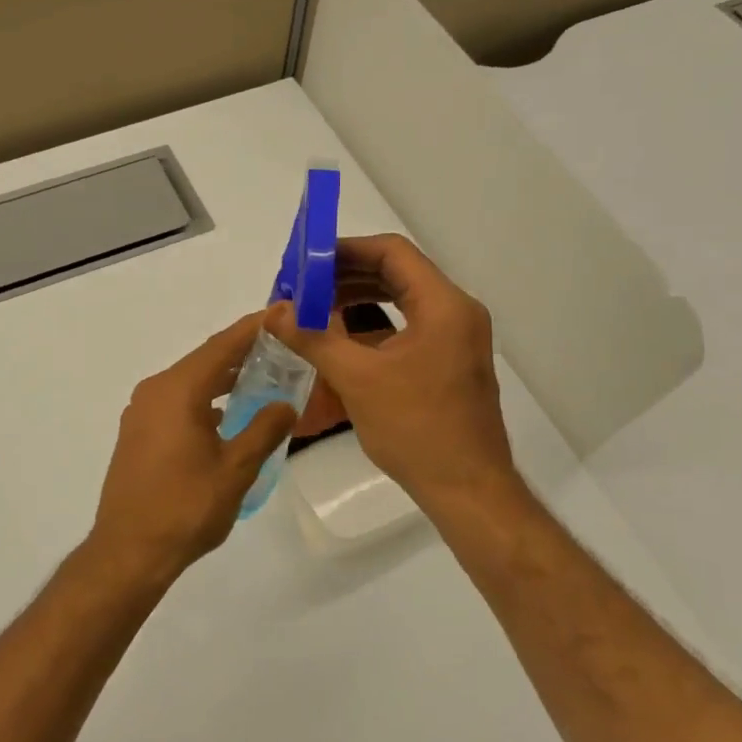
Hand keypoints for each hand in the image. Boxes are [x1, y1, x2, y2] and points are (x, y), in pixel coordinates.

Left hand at [87, 313, 298, 580]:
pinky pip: (176, 401)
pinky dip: (203, 398)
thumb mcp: (235, 470)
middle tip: (281, 347)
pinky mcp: (137, 432)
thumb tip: (286, 403)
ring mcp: (142, 411)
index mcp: (178, 390)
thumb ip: (264, 430)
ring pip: (189, 381)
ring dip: (222, 378)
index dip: (253, 328)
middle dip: (241, 352)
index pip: (222, 346)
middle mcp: (155, 390)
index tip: (281, 313)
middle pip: (204, 360)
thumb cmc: (185, 508)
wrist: (128, 551)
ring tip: (260, 378)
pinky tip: (225, 414)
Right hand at [267, 234, 517, 515]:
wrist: (468, 491)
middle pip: (396, 274)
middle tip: (303, 286)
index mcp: (443, 306)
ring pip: (400, 301)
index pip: (392, 253)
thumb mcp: (357, 379)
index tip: (307, 262)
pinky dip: (372, 326)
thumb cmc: (416, 429)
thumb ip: (313, 338)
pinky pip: (406, 328)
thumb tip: (274, 312)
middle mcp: (455, 313)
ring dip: (357, 300)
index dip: (346, 250)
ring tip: (314, 309)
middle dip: (346, 276)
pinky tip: (339, 340)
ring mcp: (455, 339)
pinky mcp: (448, 362)